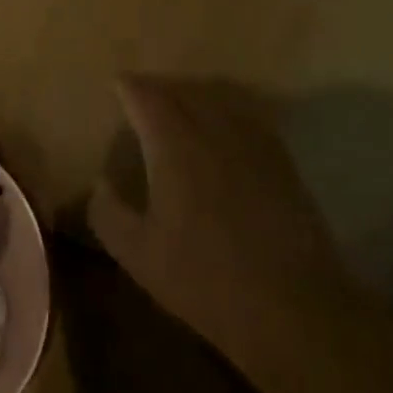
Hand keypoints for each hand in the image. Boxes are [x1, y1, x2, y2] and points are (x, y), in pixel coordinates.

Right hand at [88, 76, 377, 369]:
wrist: (292, 308)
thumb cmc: (204, 279)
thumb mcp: (138, 254)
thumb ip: (108, 213)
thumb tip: (100, 183)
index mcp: (174, 147)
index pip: (147, 97)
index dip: (130, 87)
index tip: (117, 84)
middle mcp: (214, 132)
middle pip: (184, 91)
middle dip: (160, 88)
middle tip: (142, 95)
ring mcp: (254, 144)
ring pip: (220, 99)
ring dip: (195, 95)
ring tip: (181, 105)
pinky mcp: (282, 162)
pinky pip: (249, 118)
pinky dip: (228, 112)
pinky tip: (224, 131)